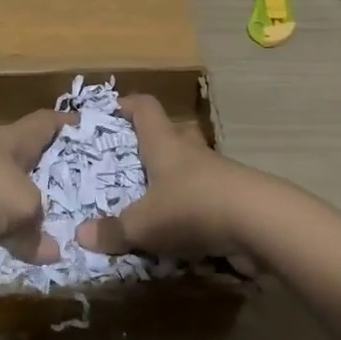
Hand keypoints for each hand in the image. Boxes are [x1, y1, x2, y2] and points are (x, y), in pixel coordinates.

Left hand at [0, 109, 73, 264]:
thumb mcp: (22, 207)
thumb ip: (37, 231)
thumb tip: (51, 251)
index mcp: (14, 142)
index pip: (46, 123)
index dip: (67, 125)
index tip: (87, 129)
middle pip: (22, 173)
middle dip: (39, 195)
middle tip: (68, 216)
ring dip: (5, 234)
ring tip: (30, 259)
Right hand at [75, 94, 266, 268]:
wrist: (259, 222)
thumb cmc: (192, 206)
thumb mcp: (145, 224)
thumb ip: (114, 231)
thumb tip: (80, 235)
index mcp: (164, 143)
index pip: (145, 107)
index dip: (127, 105)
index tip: (111, 111)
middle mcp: (189, 150)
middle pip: (170, 133)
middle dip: (151, 143)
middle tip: (130, 161)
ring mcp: (216, 172)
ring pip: (189, 166)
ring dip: (172, 179)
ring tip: (150, 200)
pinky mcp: (234, 197)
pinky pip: (205, 196)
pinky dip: (191, 208)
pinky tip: (179, 230)